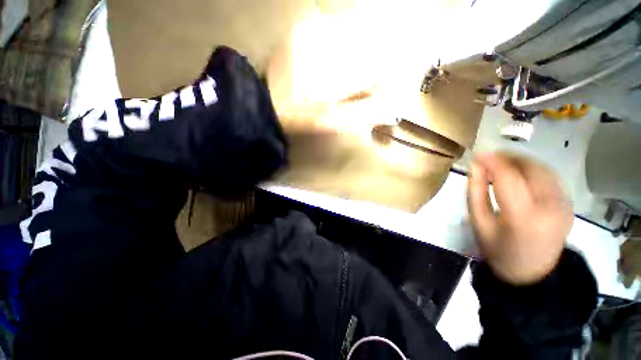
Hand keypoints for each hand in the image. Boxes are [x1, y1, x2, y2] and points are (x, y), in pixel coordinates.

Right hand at [467, 152, 572, 284]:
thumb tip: (475, 166)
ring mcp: (564, 205)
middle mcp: (550, 207)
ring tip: (502, 165)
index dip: (492, 161)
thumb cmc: (498, 249)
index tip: (478, 154)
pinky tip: (520, 174)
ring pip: (543, 169)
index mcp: (523, 216)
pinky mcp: (568, 204)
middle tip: (489, 158)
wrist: (532, 273)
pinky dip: (533, 169)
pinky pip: (550, 177)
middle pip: (530, 168)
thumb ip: (476, 192)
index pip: (508, 177)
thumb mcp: (478, 222)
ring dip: (520, 161)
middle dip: (508, 157)